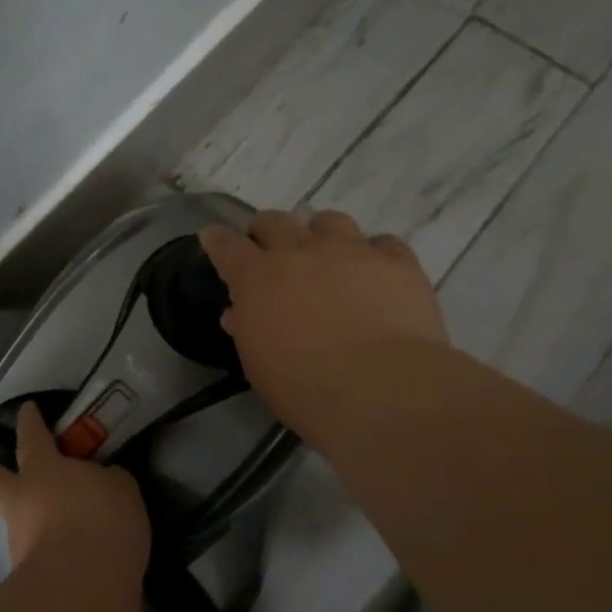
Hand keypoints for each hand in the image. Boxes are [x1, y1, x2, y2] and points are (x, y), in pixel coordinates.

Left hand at [0, 402, 150, 574]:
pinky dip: (49, 554)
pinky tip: (72, 560)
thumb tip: (100, 484)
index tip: (26, 409)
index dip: (30, 420)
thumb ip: (106, 481)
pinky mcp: (26, 580)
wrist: (81, 589)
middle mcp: (22, 501)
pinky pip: (38, 556)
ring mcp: (19, 542)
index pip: (33, 435)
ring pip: (17, 521)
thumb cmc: (101, 520)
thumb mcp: (119, 489)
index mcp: (42, 468)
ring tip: (55, 525)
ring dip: (27, 520)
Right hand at [199, 210, 449, 433]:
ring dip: (321, 234)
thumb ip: (247, 329)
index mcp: (257, 277)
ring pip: (330, 221)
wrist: (381, 391)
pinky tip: (377, 274)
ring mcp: (351, 251)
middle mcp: (300, 251)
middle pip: (275, 220)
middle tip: (272, 251)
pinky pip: (383, 243)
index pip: (226, 244)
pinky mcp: (397, 262)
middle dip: (268, 231)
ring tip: (328, 255)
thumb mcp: (258, 363)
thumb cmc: (304, 387)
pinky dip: (375, 254)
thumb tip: (238, 314)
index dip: (217, 239)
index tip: (214, 238)